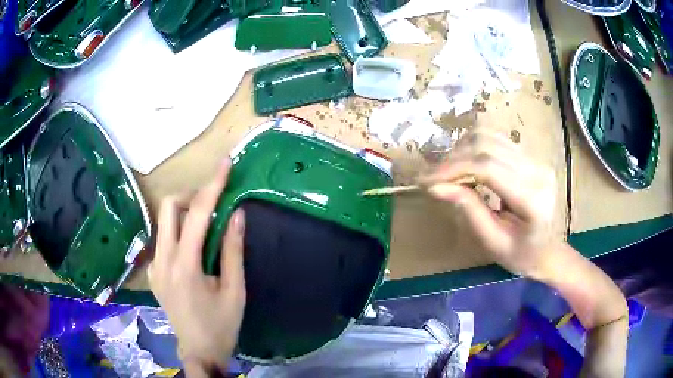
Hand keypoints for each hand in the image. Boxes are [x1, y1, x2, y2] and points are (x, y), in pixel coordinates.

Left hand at [148, 159, 245, 373]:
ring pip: (164, 222)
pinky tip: (192, 250)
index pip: (198, 215)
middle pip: (170, 208)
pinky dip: (178, 233)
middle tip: (213, 204)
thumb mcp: (234, 290)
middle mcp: (162, 261)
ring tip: (206, 226)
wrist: (198, 350)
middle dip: (192, 196)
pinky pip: (163, 240)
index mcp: (185, 266)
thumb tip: (237, 214)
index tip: (224, 164)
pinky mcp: (152, 272)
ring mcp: (154, 266)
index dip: (213, 185)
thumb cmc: (221, 324)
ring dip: (185, 214)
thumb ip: (233, 250)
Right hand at [423, 130, 559, 277]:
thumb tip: (435, 186)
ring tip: (447, 171)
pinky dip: (474, 147)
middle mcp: (537, 170)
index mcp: (532, 198)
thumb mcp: (492, 241)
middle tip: (433, 177)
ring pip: (490, 136)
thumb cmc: (521, 255)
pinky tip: (465, 163)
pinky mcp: (531, 155)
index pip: (487, 167)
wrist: (549, 250)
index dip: (453, 168)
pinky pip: (497, 139)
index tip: (426, 180)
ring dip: (462, 149)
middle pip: (487, 146)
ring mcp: (536, 159)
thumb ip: (468, 209)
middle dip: (454, 159)